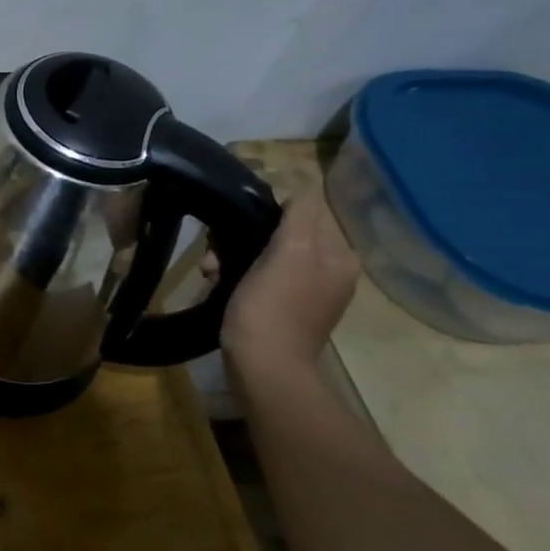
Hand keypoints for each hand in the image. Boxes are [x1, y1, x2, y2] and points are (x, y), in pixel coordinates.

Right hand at [210, 193, 359, 372]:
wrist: (264, 368)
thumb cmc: (273, 306)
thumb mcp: (290, 251)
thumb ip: (300, 214)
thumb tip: (302, 182)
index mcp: (338, 256)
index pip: (299, 213)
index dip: (262, 215)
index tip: (234, 230)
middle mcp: (328, 272)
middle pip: (279, 235)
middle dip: (242, 239)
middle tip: (215, 255)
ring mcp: (306, 293)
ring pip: (263, 256)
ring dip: (232, 258)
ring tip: (211, 272)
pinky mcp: (283, 310)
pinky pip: (258, 278)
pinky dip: (236, 277)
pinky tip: (217, 285)